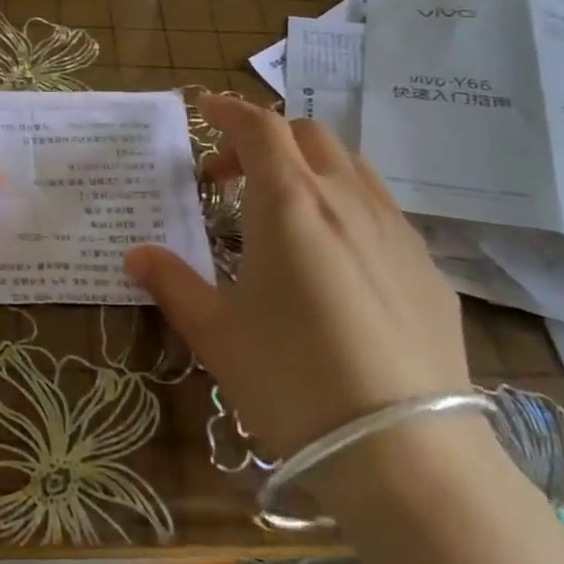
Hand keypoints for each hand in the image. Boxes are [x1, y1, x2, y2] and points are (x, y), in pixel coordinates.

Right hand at [125, 94, 482, 508]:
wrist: (407, 454)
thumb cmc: (292, 380)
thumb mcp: (216, 333)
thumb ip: (172, 283)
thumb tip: (135, 254)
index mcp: (289, 203)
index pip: (259, 128)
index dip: (229, 110)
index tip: (204, 108)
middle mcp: (346, 200)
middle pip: (307, 135)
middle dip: (264, 139)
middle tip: (230, 177)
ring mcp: (396, 231)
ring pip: (351, 166)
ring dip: (309, 166)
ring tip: (283, 207)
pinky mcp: (428, 269)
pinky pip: (382, 209)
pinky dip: (346, 203)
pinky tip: (336, 256)